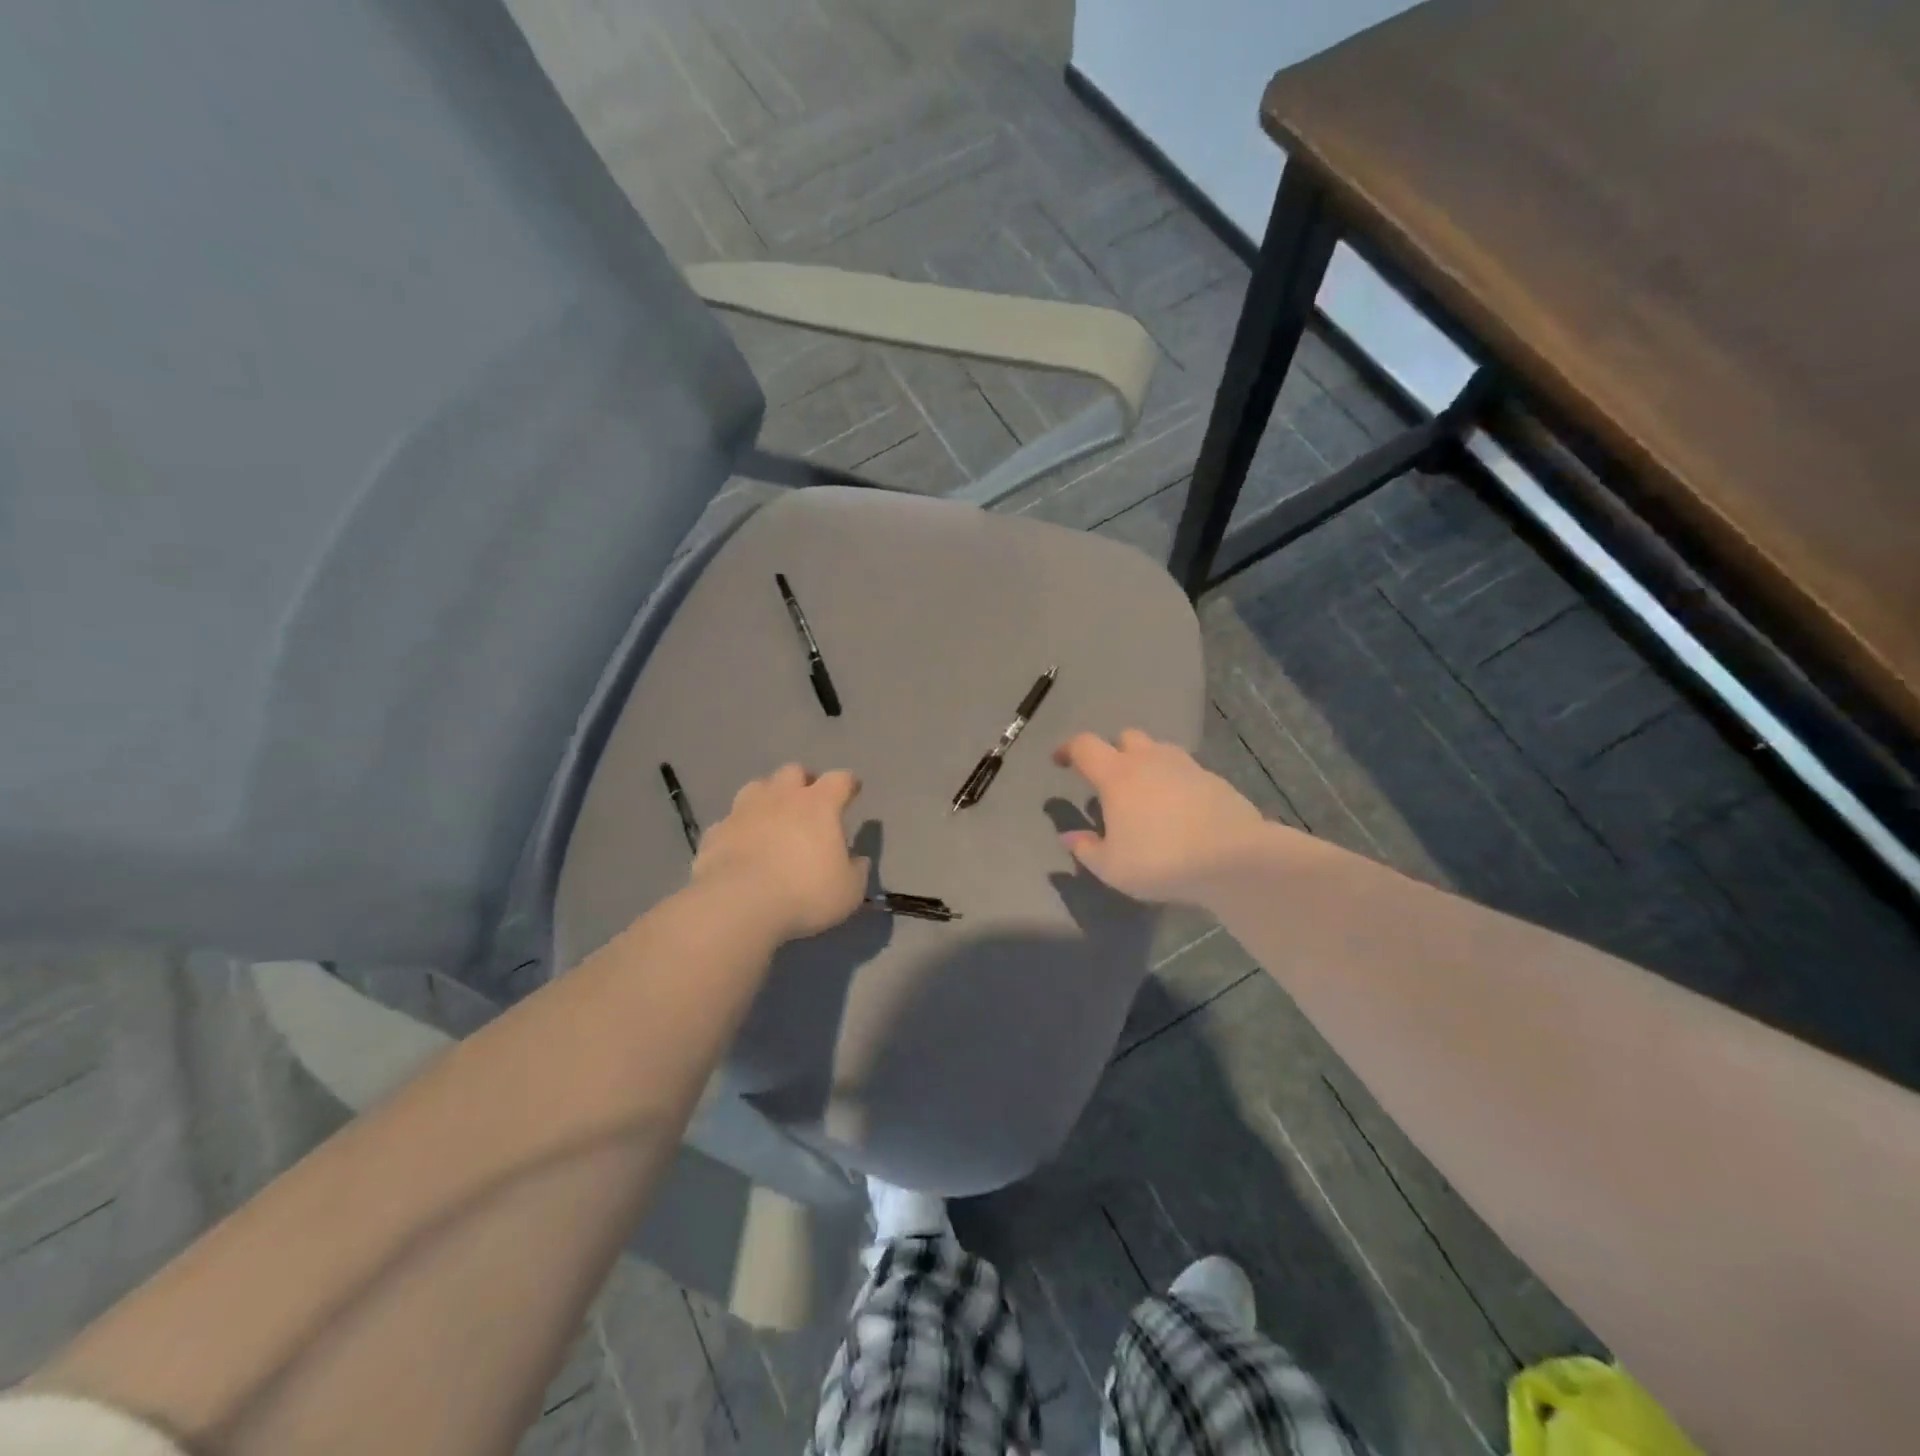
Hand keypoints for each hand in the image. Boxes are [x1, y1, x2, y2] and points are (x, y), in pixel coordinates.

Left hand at [690, 765, 868, 942]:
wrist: (738, 905)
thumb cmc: (804, 893)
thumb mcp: (848, 890)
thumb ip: (856, 870)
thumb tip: (858, 860)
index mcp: (819, 804)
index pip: (839, 779)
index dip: (848, 783)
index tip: (853, 789)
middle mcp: (781, 797)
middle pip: (793, 771)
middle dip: (804, 780)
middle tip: (809, 799)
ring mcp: (743, 811)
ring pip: (757, 787)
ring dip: (768, 796)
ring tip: (772, 815)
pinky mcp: (715, 832)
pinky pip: (730, 821)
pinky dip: (739, 828)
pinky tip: (741, 844)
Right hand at [1053, 730, 1271, 904]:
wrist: (1233, 858)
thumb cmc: (1160, 860)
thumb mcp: (1112, 867)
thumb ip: (1086, 849)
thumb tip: (1068, 836)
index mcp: (1117, 774)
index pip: (1085, 746)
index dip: (1069, 749)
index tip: (1060, 760)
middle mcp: (1150, 760)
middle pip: (1126, 738)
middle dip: (1113, 751)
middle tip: (1109, 779)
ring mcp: (1186, 766)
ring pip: (1159, 751)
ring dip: (1146, 764)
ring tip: (1145, 794)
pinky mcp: (1215, 780)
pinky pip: (1186, 772)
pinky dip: (1175, 783)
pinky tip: (1178, 811)